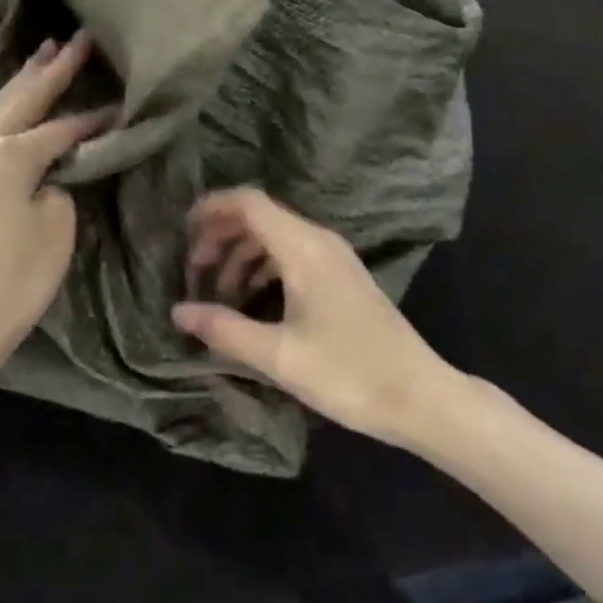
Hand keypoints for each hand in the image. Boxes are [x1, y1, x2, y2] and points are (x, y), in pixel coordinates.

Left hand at [0, 32, 111, 370]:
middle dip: (53, 67)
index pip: (61, 126)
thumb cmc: (23, 272)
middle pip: (25, 97)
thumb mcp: (58, 220)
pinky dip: (11, 103)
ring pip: (1, 104)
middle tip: (79, 38)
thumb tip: (62, 158)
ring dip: (27, 78)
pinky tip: (22, 94)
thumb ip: (63, 176)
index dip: (93, 116)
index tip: (120, 102)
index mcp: (11, 155)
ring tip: (48, 49)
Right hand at [172, 189, 475, 448]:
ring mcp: (334, 258)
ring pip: (274, 237)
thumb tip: (178, 311)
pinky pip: (292, 254)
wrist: (424, 399)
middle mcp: (319, 241)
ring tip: (218, 293)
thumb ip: (224, 329)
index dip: (211, 209)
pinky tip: (252, 303)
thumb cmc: (350, 374)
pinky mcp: (342, 277)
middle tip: (194, 270)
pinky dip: (263, 268)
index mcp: (303, 248)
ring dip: (241, 256)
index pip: (248, 203)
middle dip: (221, 236)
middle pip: (259, 217)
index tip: (182, 233)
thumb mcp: (279, 356)